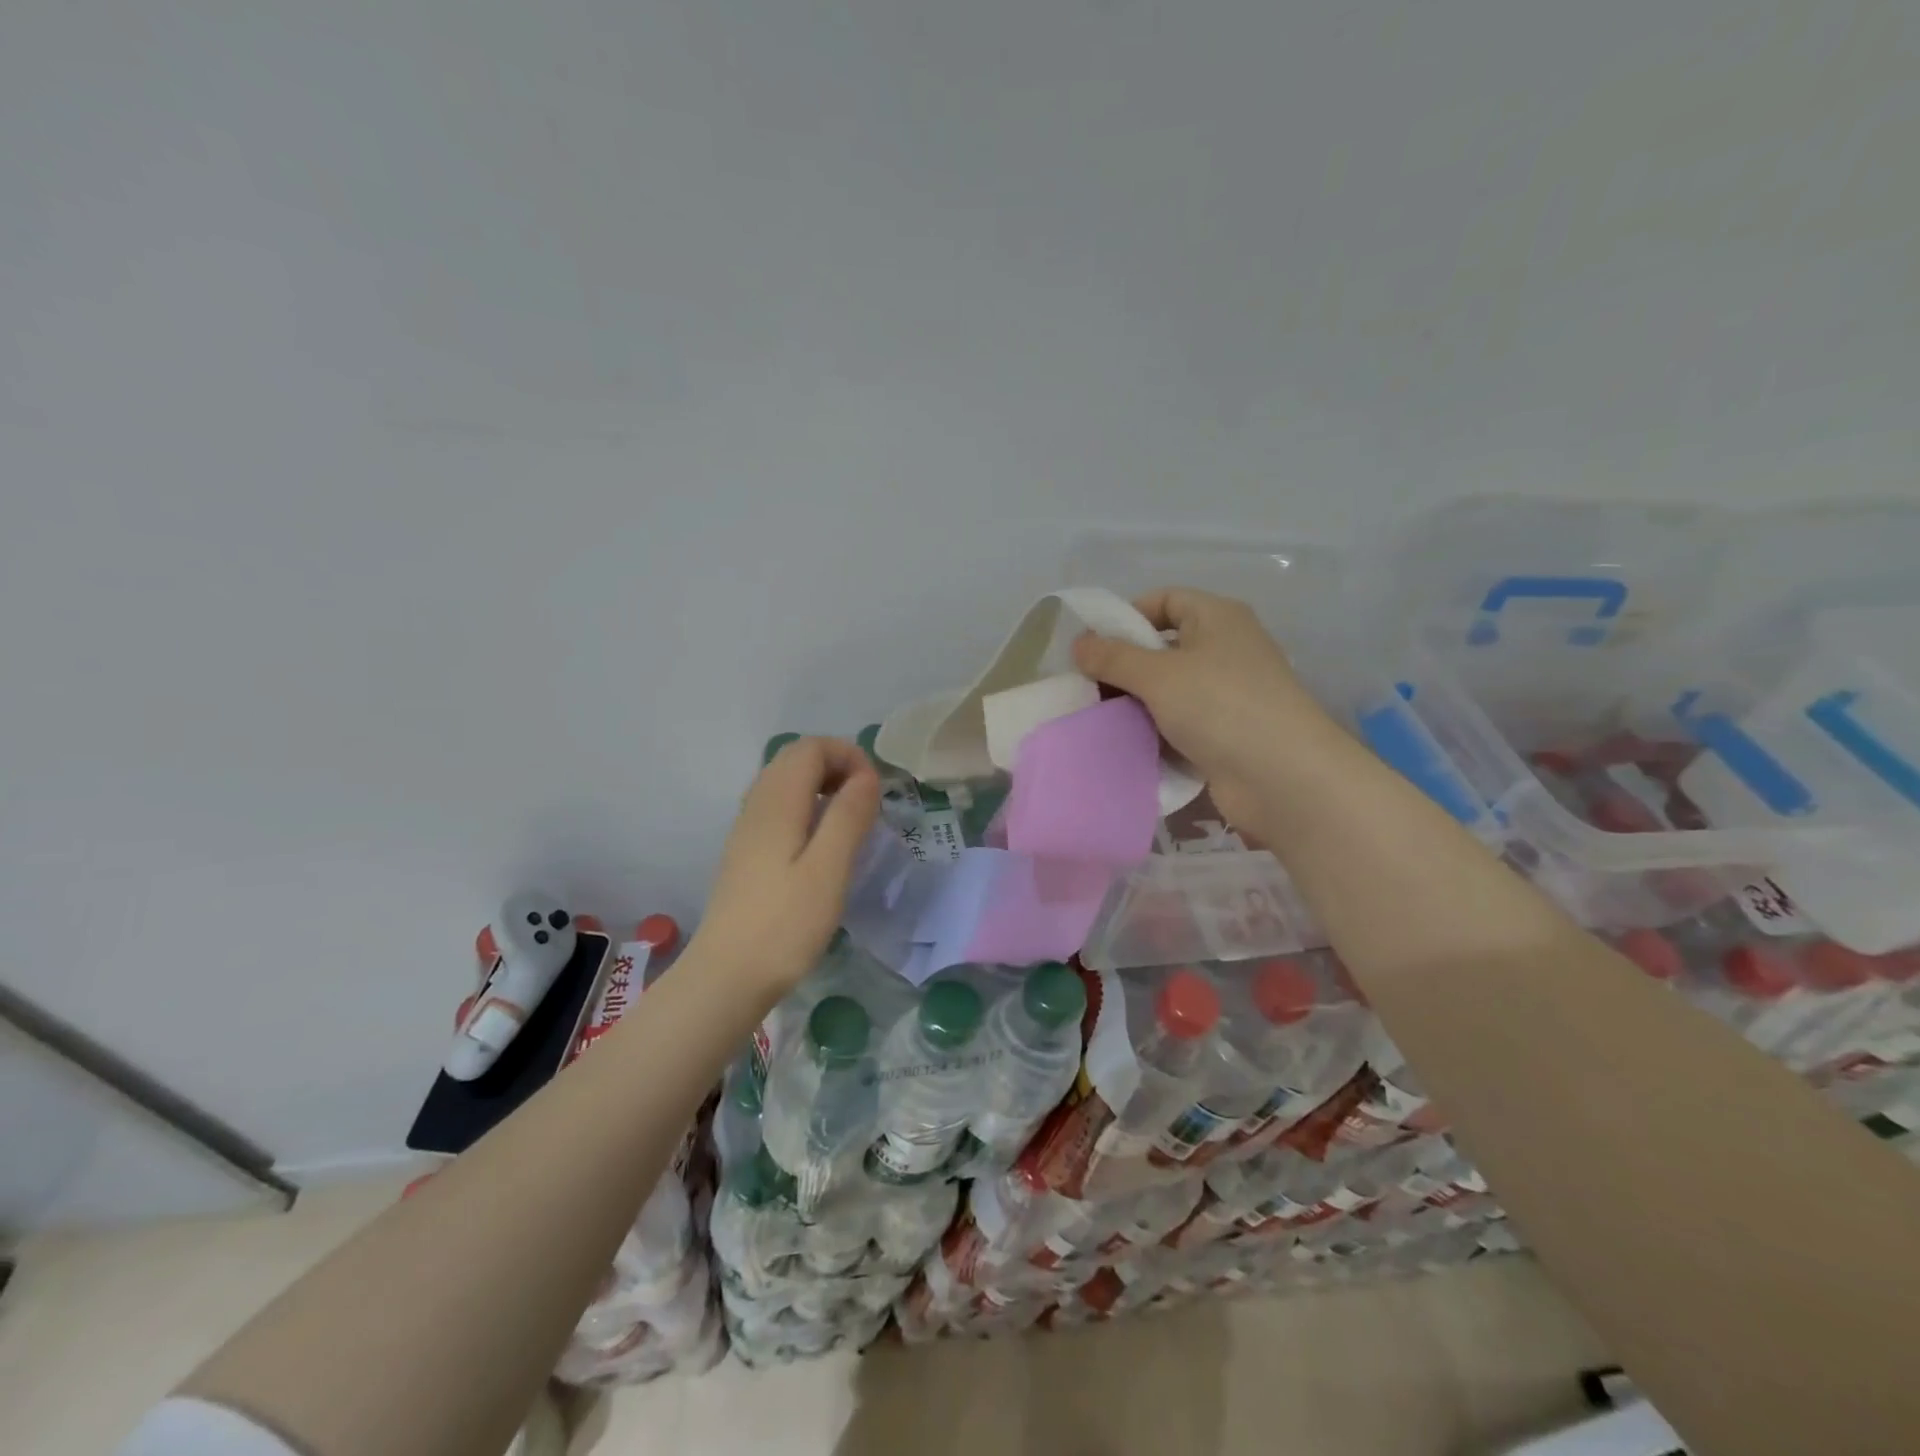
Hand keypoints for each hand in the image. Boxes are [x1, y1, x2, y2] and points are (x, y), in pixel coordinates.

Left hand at [689, 736, 880, 998]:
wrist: (726, 977)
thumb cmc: (785, 924)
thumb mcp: (829, 869)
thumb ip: (849, 816)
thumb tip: (866, 776)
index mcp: (777, 802)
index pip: (810, 747)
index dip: (848, 755)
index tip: (875, 791)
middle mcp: (757, 806)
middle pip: (794, 758)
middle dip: (836, 765)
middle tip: (866, 801)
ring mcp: (746, 829)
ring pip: (784, 782)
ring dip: (821, 786)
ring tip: (850, 820)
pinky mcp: (746, 853)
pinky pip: (777, 807)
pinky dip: (806, 807)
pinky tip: (821, 844)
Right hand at [1071, 587, 1338, 833]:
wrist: (1282, 778)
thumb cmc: (1220, 706)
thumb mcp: (1158, 675)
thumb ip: (1113, 658)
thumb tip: (1079, 645)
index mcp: (1217, 618)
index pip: (1165, 600)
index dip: (1127, 616)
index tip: (1093, 646)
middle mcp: (1225, 650)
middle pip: (1163, 648)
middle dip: (1123, 667)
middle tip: (1086, 688)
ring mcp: (1227, 695)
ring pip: (1168, 691)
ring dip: (1135, 704)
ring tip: (1097, 718)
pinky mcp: (1224, 735)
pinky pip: (1178, 724)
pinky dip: (1153, 732)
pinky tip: (1124, 744)